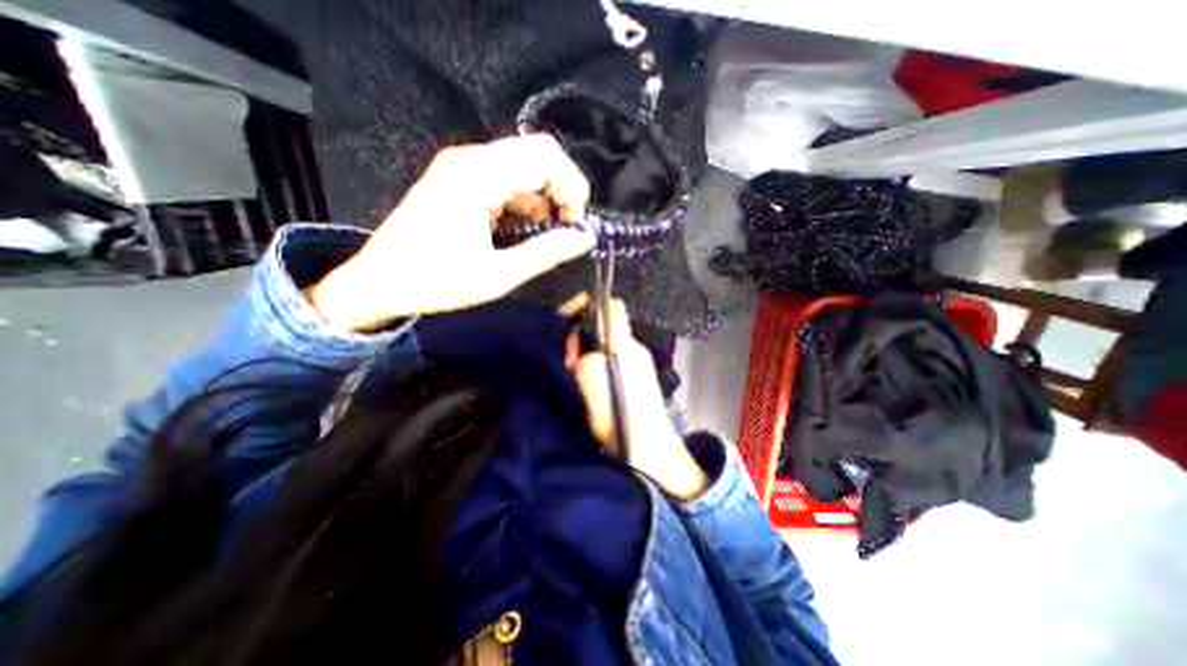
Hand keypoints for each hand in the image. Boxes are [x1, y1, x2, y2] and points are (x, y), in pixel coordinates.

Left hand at [311, 132, 598, 329]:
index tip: (576, 227)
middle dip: (562, 191)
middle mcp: (471, 159)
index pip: (545, 156)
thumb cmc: (436, 282)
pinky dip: (525, 204)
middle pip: (537, 155)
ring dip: (544, 200)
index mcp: (477, 175)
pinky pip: (507, 181)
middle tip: (567, 229)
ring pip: (524, 168)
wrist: (379, 283)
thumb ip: (546, 253)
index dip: (572, 188)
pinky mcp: (460, 180)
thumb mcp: (498, 274)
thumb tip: (586, 238)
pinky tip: (521, 232)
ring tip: (543, 237)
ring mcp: (463, 167)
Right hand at [568, 297, 707, 498]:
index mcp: (626, 349)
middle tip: (570, 362)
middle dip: (580, 335)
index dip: (587, 303)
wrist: (654, 451)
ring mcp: (636, 359)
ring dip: (584, 350)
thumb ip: (589, 369)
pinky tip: (588, 381)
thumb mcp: (599, 399)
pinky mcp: (634, 371)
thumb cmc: (627, 426)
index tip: (566, 317)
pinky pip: (609, 353)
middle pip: (603, 322)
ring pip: (604, 339)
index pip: (612, 307)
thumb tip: (581, 351)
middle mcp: (634, 348)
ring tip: (577, 375)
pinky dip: (593, 360)